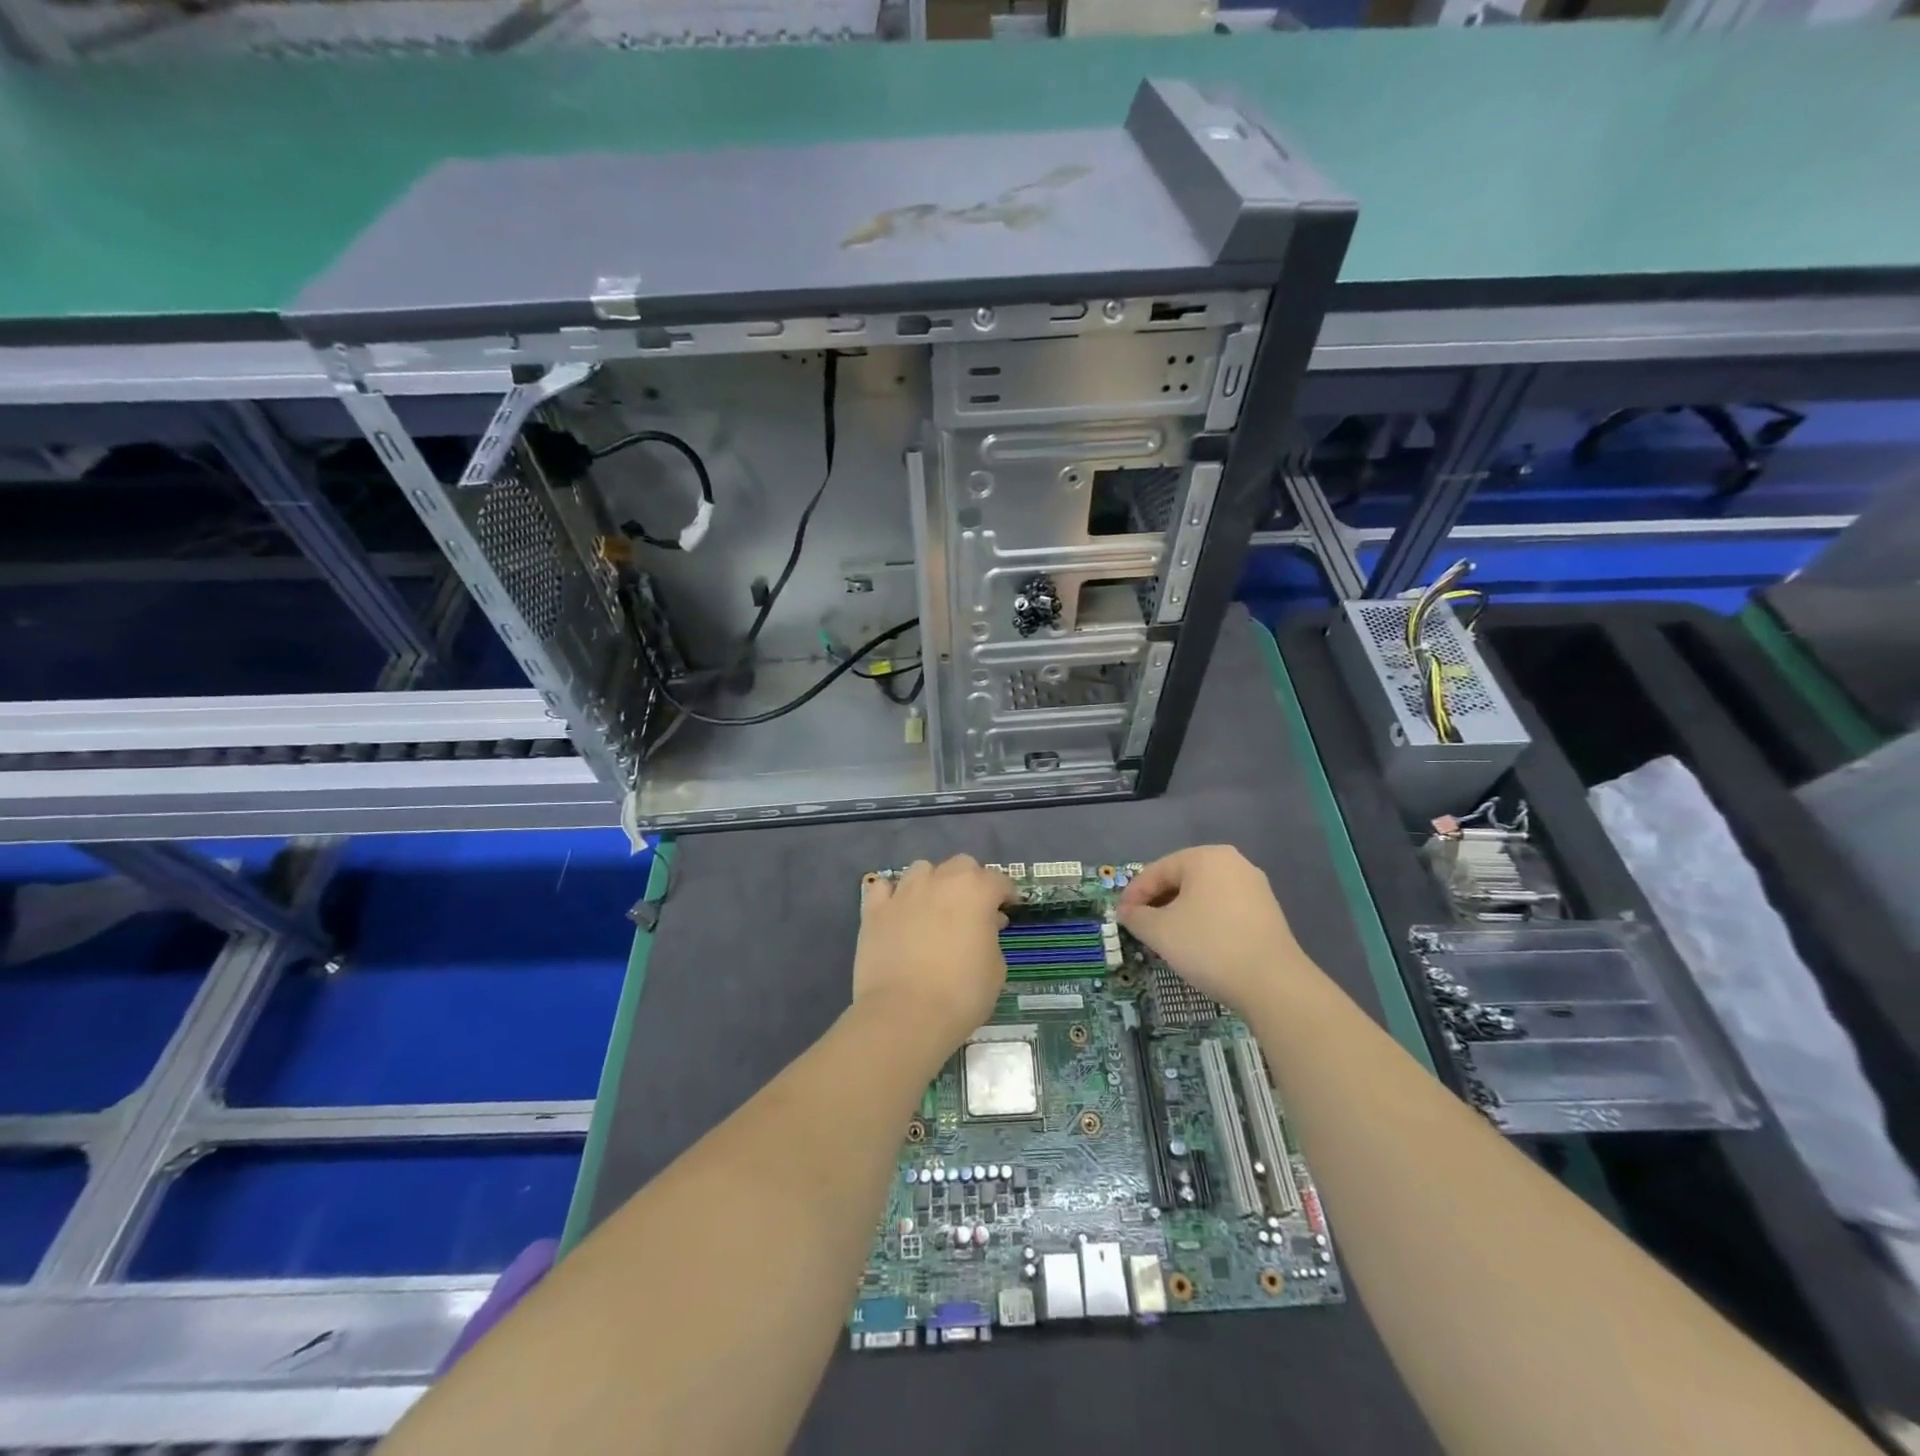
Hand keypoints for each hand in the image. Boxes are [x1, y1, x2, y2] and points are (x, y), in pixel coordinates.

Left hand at [853, 856, 1015, 1053]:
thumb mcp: (996, 969)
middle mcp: (940, 881)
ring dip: (932, 882)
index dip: (1006, 894)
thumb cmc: (961, 994)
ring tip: (933, 907)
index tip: (1008, 908)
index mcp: (975, 891)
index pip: (998, 880)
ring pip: (921, 869)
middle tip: (973, 909)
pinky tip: (897, 911)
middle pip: (960, 865)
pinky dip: (892, 894)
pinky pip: (883, 888)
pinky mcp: (874, 910)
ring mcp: (904, 892)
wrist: (905, 1014)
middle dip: (970, 881)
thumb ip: (991, 937)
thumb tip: (983, 927)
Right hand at [1118, 846, 1305, 1012]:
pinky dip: (1203, 922)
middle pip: (1181, 880)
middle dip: (1157, 903)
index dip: (1134, 894)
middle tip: (1140, 927)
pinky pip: (1223, 909)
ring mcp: (1254, 887)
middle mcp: (1233, 863)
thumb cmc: (1209, 946)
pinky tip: (1196, 945)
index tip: (1120, 917)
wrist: (1273, 984)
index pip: (1157, 870)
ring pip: (1203, 896)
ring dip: (1179, 913)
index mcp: (1205, 857)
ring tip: (1165, 938)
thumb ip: (1136, 917)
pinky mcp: (1267, 912)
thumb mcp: (1160, 931)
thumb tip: (1126, 913)